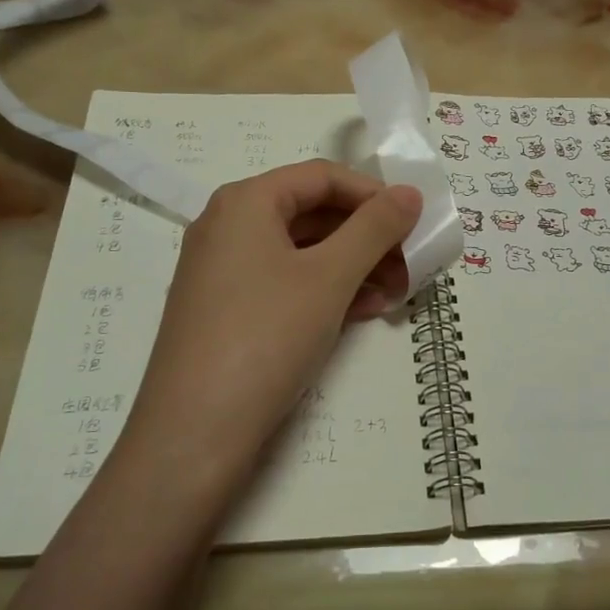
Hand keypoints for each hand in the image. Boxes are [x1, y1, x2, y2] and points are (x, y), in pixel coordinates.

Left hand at [127, 162, 420, 477]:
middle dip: (367, 237)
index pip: (322, 176)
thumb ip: (374, 229)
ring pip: (302, 253)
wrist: (195, 433)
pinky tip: (362, 313)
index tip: (413, 222)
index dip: (373, 194)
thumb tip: (409, 193)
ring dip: (353, 268)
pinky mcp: (226, 311)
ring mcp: (223, 272)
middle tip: (410, 264)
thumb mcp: (329, 277)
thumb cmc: (266, 336)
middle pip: (312, 213)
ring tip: (395, 295)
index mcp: (245, 202)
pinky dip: (326, 292)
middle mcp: (228, 227)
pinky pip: (285, 284)